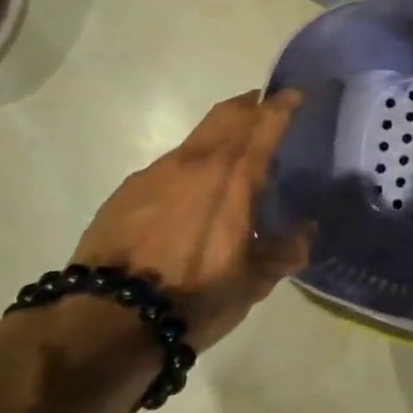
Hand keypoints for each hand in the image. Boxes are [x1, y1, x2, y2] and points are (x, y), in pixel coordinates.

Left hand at [70, 90, 310, 352]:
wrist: (108, 318)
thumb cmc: (195, 296)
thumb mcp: (254, 281)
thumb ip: (286, 250)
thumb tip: (305, 231)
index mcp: (234, 177)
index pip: (263, 124)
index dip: (282, 105)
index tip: (295, 94)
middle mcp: (196, 162)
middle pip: (226, 115)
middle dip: (250, 105)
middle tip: (266, 107)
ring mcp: (156, 173)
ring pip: (197, 138)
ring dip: (220, 135)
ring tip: (233, 156)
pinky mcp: (127, 191)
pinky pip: (170, 165)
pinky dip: (192, 165)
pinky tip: (193, 194)